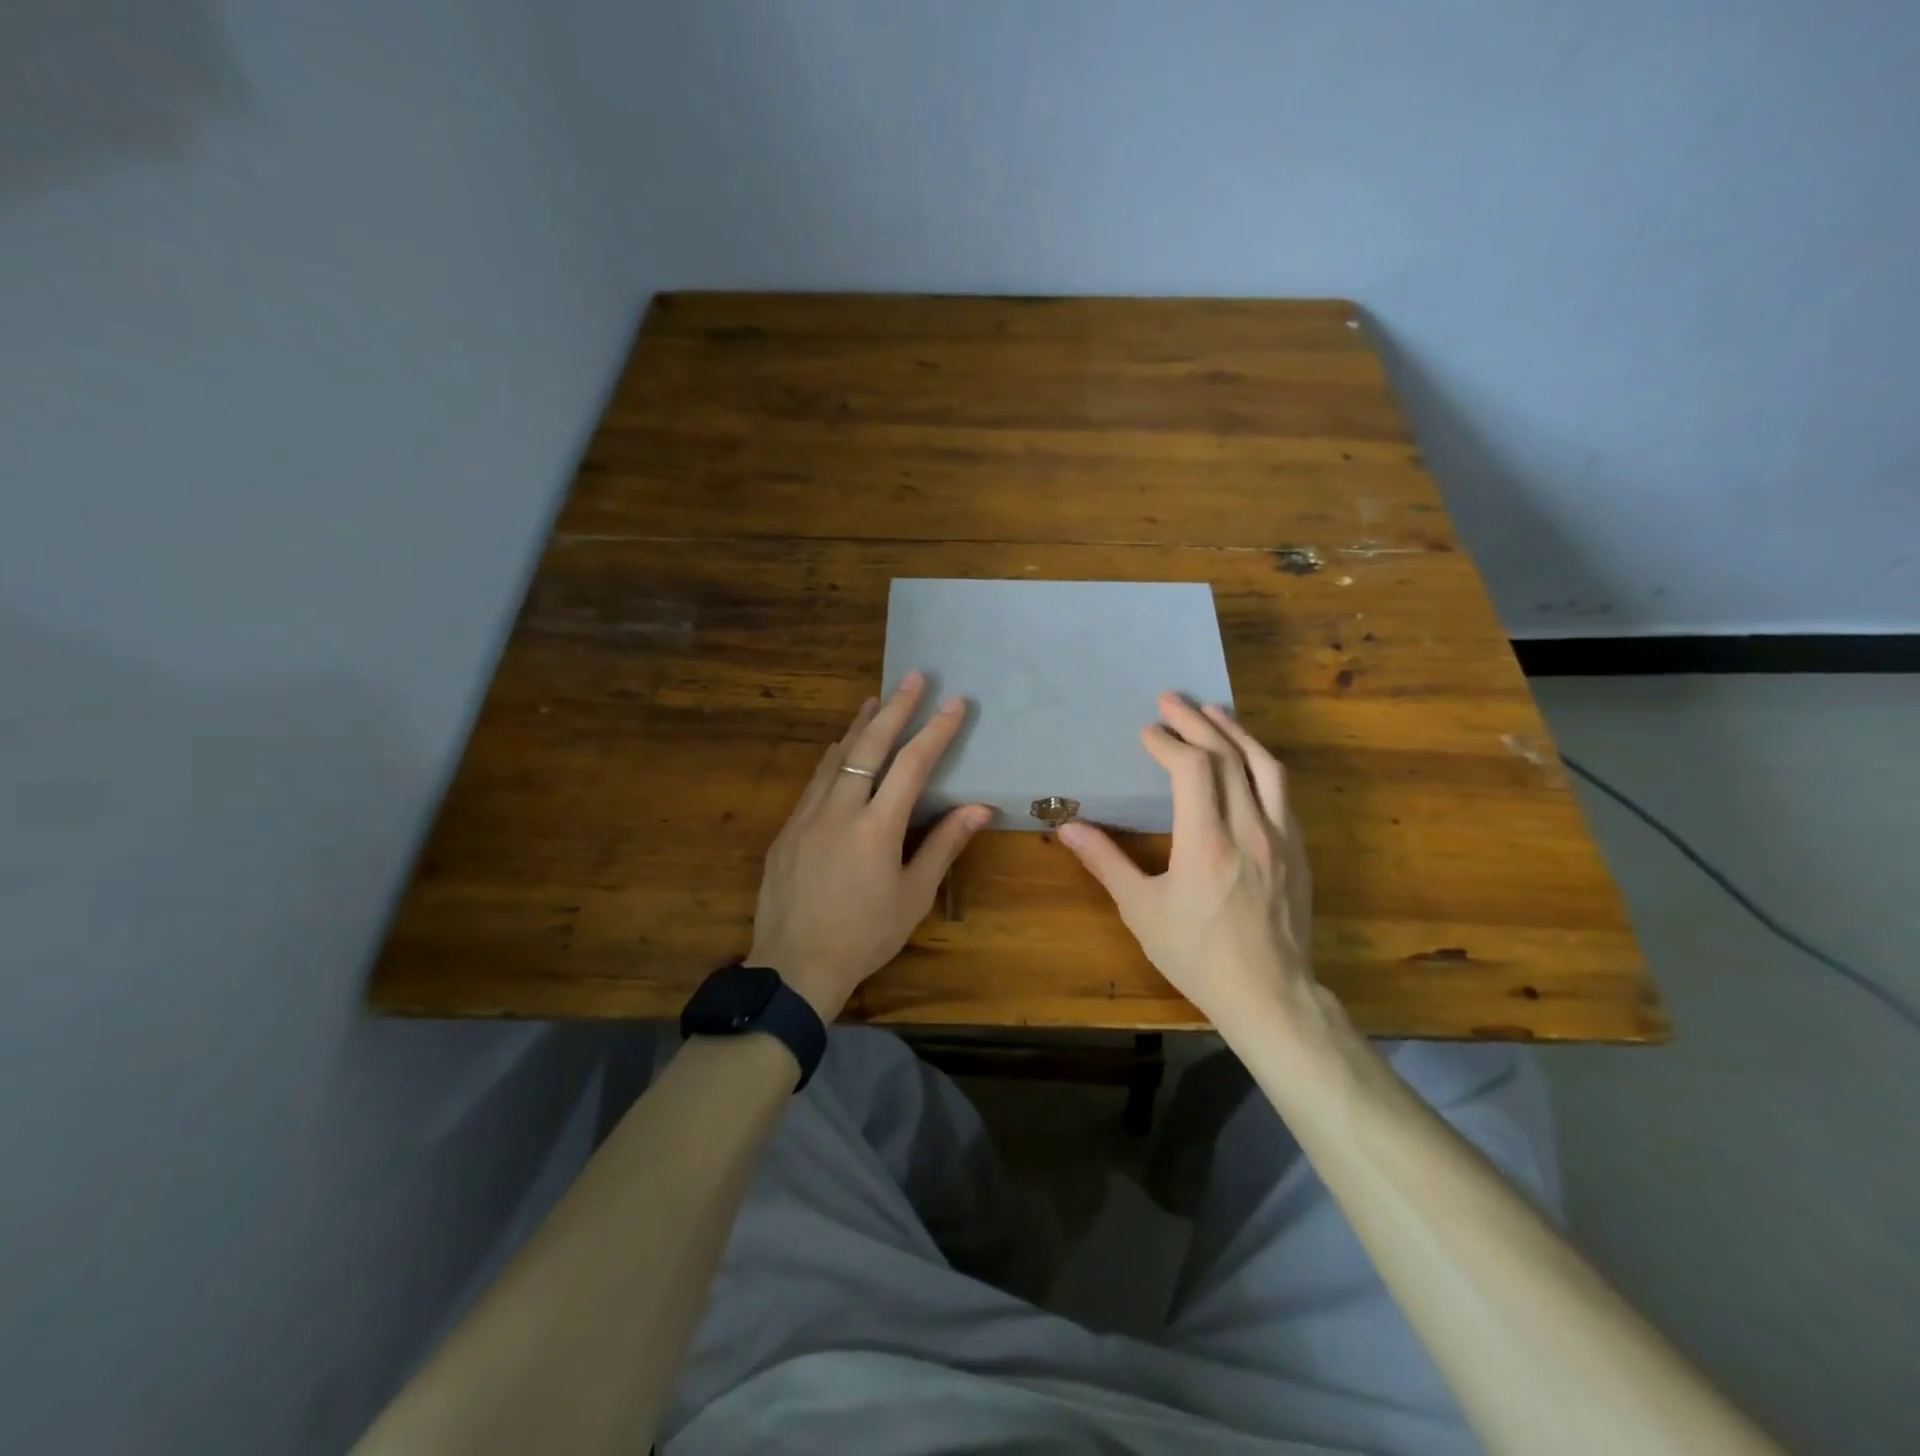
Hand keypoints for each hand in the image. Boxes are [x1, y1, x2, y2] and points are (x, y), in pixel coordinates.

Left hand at [748, 672, 992, 1020]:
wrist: (794, 965)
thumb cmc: (865, 935)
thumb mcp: (914, 895)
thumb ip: (944, 845)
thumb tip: (980, 808)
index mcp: (877, 828)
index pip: (911, 765)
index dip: (936, 731)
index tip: (954, 703)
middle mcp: (840, 810)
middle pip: (870, 746)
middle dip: (895, 708)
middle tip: (914, 677)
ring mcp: (807, 816)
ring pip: (837, 757)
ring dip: (860, 725)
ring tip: (876, 698)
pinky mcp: (787, 828)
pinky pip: (815, 780)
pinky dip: (834, 757)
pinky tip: (839, 748)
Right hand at [1057, 694, 1314, 1024]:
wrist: (1270, 995)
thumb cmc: (1196, 955)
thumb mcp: (1142, 911)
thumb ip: (1106, 862)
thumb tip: (1068, 828)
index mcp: (1207, 843)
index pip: (1193, 769)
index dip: (1169, 742)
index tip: (1148, 733)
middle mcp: (1249, 830)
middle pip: (1228, 756)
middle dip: (1197, 722)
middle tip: (1171, 699)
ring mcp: (1281, 838)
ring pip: (1265, 767)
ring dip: (1236, 732)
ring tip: (1213, 711)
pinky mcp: (1298, 851)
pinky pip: (1282, 792)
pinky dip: (1259, 763)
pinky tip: (1246, 759)